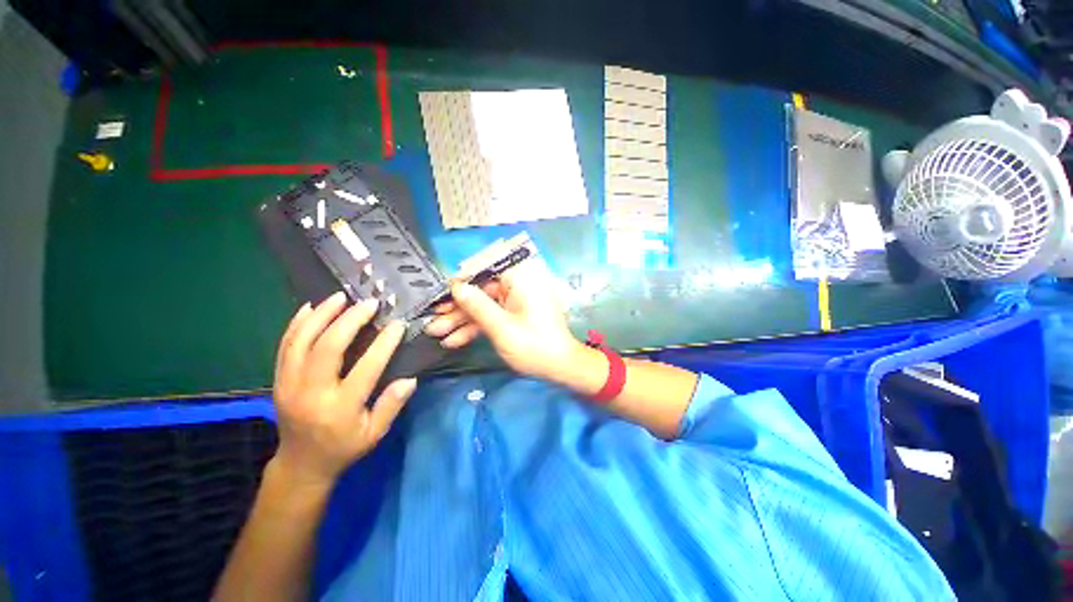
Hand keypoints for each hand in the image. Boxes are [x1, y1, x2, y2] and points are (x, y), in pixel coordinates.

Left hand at [272, 292, 416, 485]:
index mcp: (339, 408)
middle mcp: (311, 393)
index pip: (365, 368)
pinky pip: (284, 346)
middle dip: (350, 320)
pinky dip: (297, 324)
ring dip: (321, 315)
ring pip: (302, 341)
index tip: (397, 324)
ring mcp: (289, 384)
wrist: (301, 463)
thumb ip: (391, 406)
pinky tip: (311, 308)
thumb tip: (410, 379)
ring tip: (340, 296)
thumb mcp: (374, 434)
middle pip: (327, 348)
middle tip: (369, 303)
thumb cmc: (343, 447)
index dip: (383, 343)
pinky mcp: (278, 379)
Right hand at [424, 259, 585, 381]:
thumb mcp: (501, 326)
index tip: (440, 294)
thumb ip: (477, 305)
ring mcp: (516, 302)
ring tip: (436, 334)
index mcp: (520, 279)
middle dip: (457, 308)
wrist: (560, 367)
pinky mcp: (514, 316)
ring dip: (461, 320)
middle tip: (432, 319)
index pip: (484, 271)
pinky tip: (454, 341)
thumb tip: (456, 287)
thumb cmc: (533, 345)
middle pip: (480, 292)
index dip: (460, 282)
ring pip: (483, 306)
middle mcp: (518, 285)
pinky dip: (475, 328)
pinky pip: (492, 317)